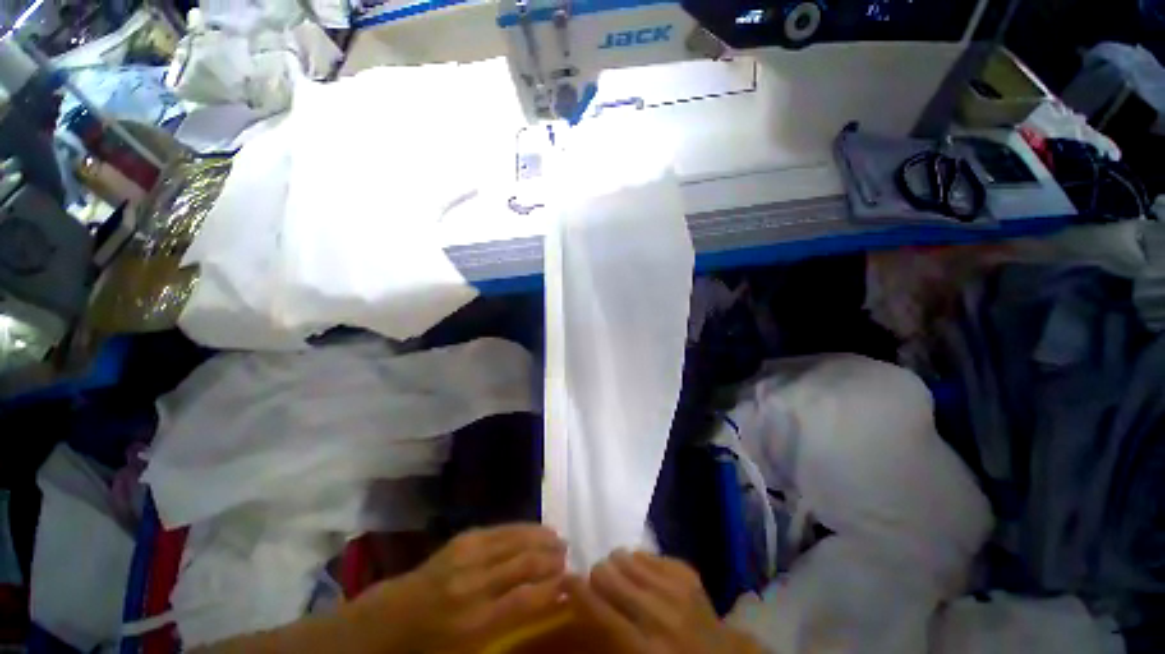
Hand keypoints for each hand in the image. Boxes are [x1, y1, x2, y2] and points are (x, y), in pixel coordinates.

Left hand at [356, 524, 567, 652]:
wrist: (390, 619)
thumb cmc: (431, 647)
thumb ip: (507, 631)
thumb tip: (543, 604)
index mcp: (474, 623)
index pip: (527, 600)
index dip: (554, 588)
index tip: (573, 582)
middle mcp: (474, 584)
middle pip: (525, 564)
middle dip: (552, 559)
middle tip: (569, 557)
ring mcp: (467, 555)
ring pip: (516, 540)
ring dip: (542, 539)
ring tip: (558, 540)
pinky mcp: (463, 538)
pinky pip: (501, 529)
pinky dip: (523, 529)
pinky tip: (535, 530)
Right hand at [567, 550, 763, 653]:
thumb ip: (608, 633)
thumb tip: (584, 598)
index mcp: (642, 646)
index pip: (598, 608)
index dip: (576, 589)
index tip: (566, 580)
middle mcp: (657, 613)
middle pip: (609, 573)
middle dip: (598, 576)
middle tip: (600, 584)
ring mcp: (675, 588)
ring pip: (626, 557)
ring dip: (619, 566)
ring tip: (624, 578)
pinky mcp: (686, 571)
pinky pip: (647, 553)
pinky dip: (641, 564)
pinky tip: (646, 577)